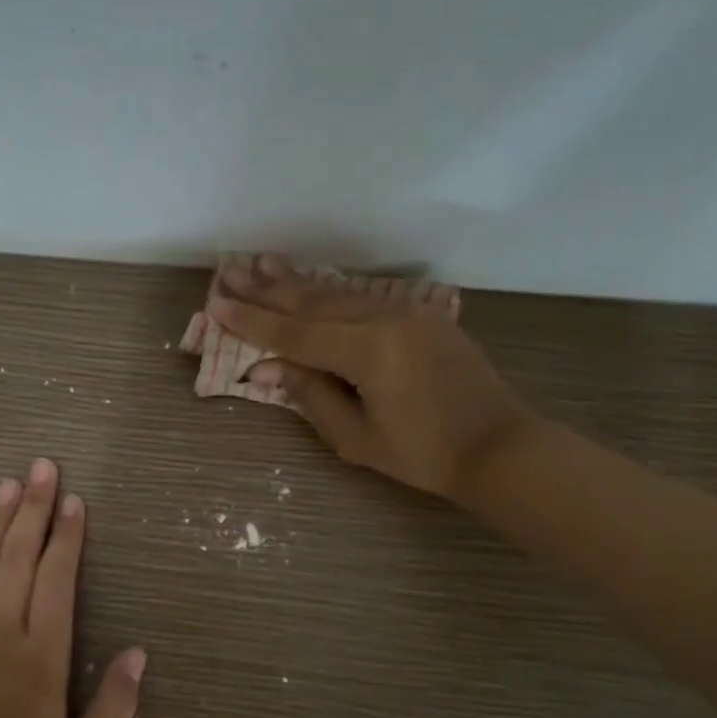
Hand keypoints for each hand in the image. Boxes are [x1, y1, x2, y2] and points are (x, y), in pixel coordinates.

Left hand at [0, 458, 145, 717]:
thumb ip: (116, 707)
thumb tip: (139, 653)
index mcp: (41, 654)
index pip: (57, 578)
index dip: (67, 536)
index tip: (73, 500)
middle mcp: (0, 632)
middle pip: (18, 557)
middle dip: (33, 508)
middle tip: (42, 467)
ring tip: (5, 485)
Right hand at [211, 255, 537, 503]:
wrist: (500, 447)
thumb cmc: (425, 454)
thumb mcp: (357, 437)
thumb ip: (310, 394)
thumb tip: (265, 367)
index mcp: (369, 351)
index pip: (295, 333)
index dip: (252, 320)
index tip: (216, 303)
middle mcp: (386, 319)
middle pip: (313, 302)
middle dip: (267, 289)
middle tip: (229, 270)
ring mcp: (408, 312)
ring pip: (339, 293)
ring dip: (297, 281)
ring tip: (262, 263)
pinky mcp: (423, 316)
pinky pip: (364, 298)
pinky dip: (331, 291)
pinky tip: (311, 283)